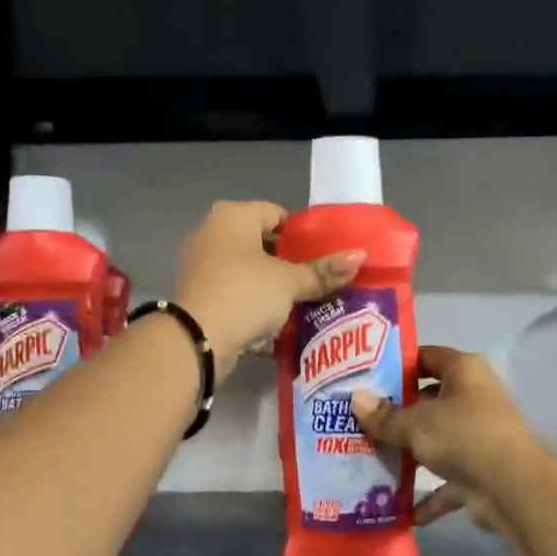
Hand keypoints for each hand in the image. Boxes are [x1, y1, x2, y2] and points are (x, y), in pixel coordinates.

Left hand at [171, 201, 363, 377]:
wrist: (196, 341)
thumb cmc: (245, 294)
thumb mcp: (289, 282)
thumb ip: (323, 271)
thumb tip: (360, 256)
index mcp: (233, 217)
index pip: (277, 214)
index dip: (303, 234)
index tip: (325, 255)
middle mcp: (213, 235)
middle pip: (263, 246)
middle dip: (291, 265)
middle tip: (320, 282)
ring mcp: (203, 268)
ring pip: (251, 275)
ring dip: (275, 291)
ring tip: (306, 305)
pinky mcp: (201, 299)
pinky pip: (238, 298)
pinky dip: (257, 310)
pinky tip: (281, 328)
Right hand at [350, 346, 545, 532]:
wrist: (512, 488)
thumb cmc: (463, 435)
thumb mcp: (416, 422)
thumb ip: (385, 415)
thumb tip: (355, 399)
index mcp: (464, 371)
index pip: (426, 357)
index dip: (396, 365)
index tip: (364, 378)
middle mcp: (474, 398)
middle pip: (428, 400)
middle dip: (396, 413)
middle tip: (358, 420)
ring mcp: (479, 436)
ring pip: (436, 441)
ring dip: (409, 454)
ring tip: (368, 459)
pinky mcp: (480, 472)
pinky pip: (446, 482)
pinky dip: (427, 496)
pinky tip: (398, 508)